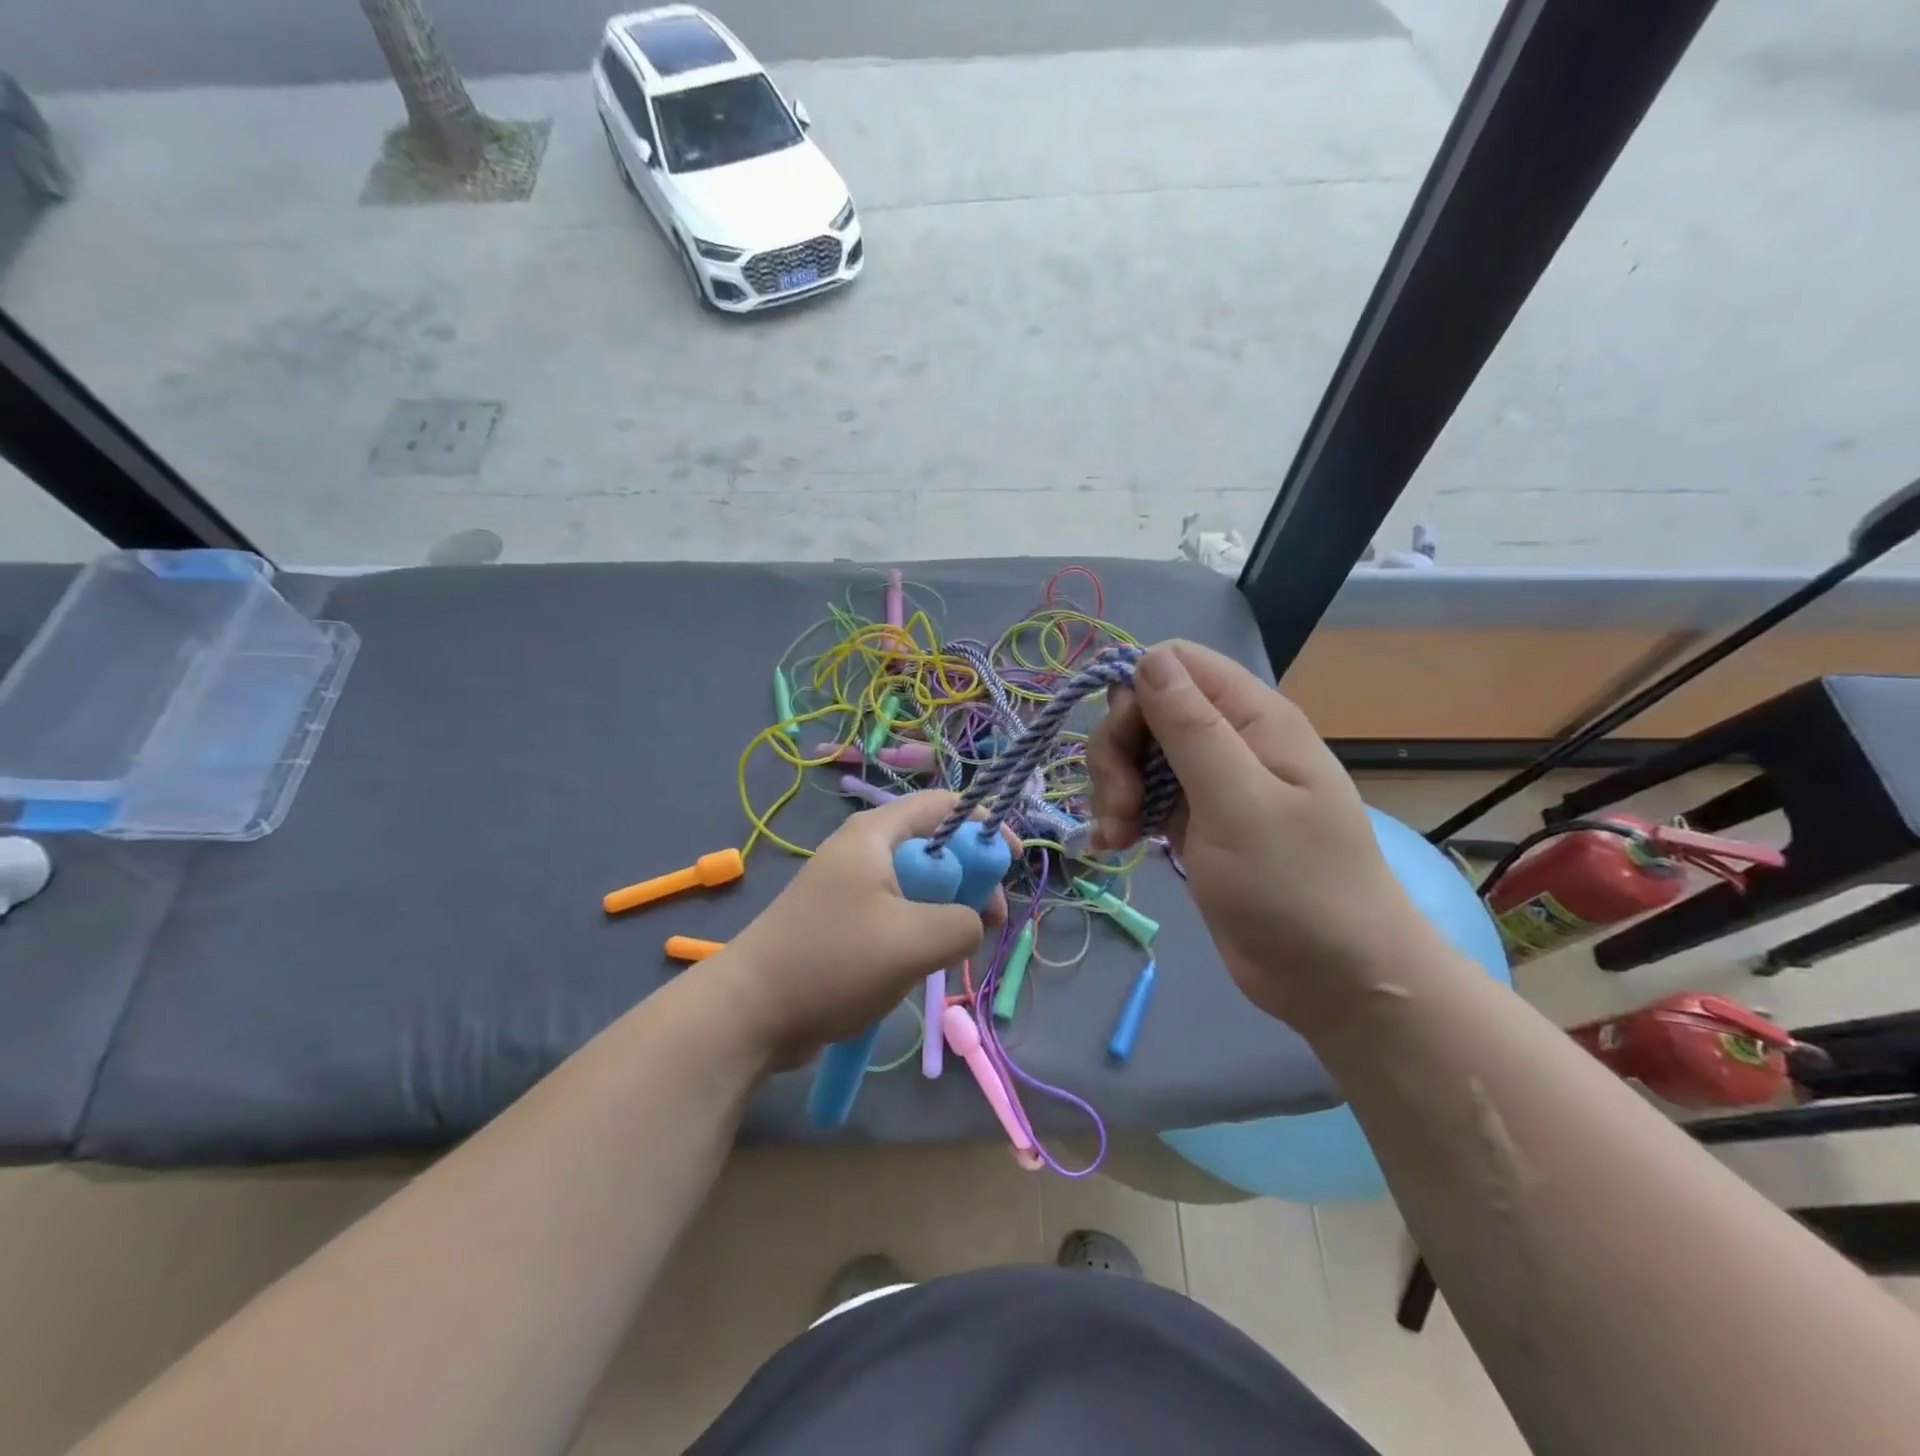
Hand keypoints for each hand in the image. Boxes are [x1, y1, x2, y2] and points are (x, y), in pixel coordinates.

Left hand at [713, 792, 1007, 1067]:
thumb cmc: (833, 962)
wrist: (750, 1012)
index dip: (985, 826)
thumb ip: (963, 922)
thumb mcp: (914, 941)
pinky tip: (920, 964)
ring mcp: (850, 885)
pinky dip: (918, 931)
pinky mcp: (843, 920)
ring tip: (953, 951)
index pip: (946, 804)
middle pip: (935, 846)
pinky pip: (896, 912)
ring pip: (918, 885)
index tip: (1011, 865)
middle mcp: (863, 849)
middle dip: (970, 879)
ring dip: (946, 912)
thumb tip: (972, 923)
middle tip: (988, 923)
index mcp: (876, 834)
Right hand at [1087, 641, 1440, 1032]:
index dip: (1136, 693)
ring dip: (1114, 788)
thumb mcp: (1239, 803)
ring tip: (1117, 835)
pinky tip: (1114, 845)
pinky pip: (1143, 796)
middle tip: (1121, 806)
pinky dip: (1121, 815)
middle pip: (1145, 709)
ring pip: (1137, 753)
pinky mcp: (1194, 822)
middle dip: (1118, 752)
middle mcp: (1230, 739)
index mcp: (1253, 718)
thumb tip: (1147, 658)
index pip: (1175, 663)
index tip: (1126, 748)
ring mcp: (1210, 782)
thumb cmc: (1296, 887)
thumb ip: (1192, 728)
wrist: (1336, 979)